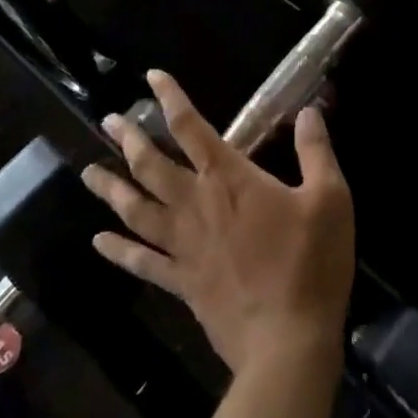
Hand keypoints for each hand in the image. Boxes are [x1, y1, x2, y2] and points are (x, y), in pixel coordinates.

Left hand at [83, 71, 354, 374]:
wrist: (287, 341)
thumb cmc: (310, 263)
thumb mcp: (329, 198)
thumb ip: (316, 151)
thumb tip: (309, 111)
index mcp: (229, 179)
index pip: (191, 127)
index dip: (170, 98)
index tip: (152, 77)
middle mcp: (196, 205)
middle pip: (151, 165)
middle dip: (129, 139)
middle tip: (108, 122)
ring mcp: (183, 246)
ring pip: (136, 210)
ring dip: (111, 189)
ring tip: (88, 172)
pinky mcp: (180, 283)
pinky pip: (141, 262)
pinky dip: (118, 251)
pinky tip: (98, 242)